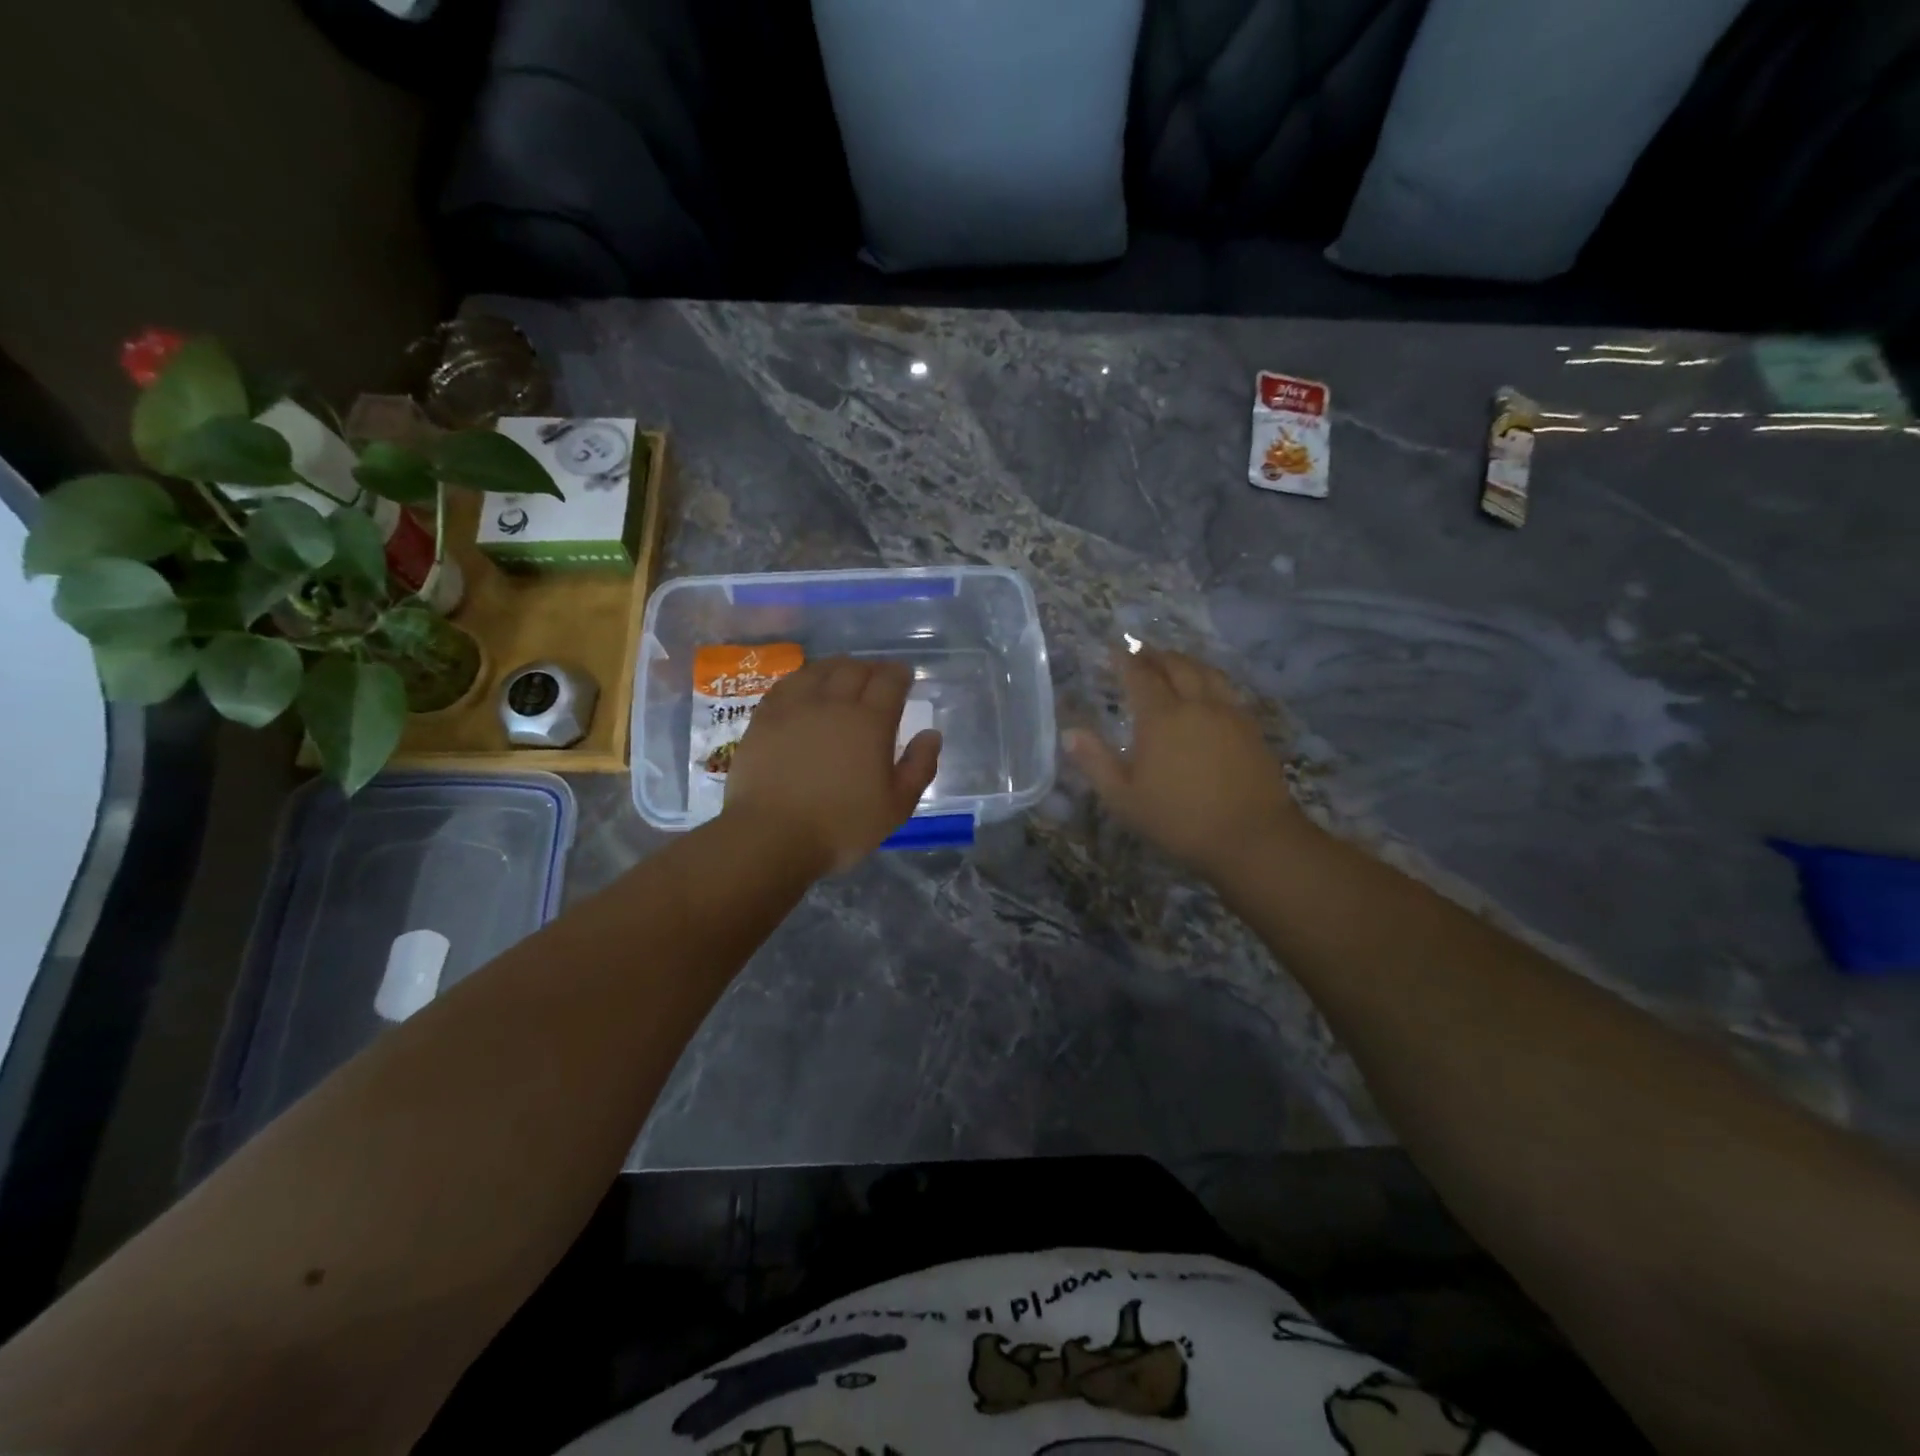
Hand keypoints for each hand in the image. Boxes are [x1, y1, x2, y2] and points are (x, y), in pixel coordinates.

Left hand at [722, 657, 941, 875]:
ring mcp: (795, 707)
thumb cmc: (842, 826)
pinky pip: (786, 685)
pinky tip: (804, 688)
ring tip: (842, 675)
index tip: (904, 677)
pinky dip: (803, 679)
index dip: (900, 674)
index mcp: (870, 722)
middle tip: (876, 678)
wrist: (772, 836)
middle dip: (870, 668)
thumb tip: (931, 735)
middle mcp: (834, 703)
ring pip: (819, 670)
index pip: (889, 681)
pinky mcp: (764, 719)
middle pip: (854, 669)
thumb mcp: (896, 806)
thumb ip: (919, 767)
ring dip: (837, 667)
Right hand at [1064, 648, 1309, 877]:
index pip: (1140, 676)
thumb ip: (1095, 762)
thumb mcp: (1124, 798)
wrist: (1252, 836)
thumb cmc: (1179, 819)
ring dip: (1186, 661)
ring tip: (1174, 662)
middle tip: (1141, 652)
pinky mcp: (1251, 727)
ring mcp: (1228, 713)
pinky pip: (1227, 689)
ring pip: (1207, 672)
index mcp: (1161, 717)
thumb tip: (1070, 733)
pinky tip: (1207, 690)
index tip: (1114, 651)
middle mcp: (1196, 704)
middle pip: (1176, 665)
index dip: (1125, 660)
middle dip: (1156, 655)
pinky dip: (1210, 678)